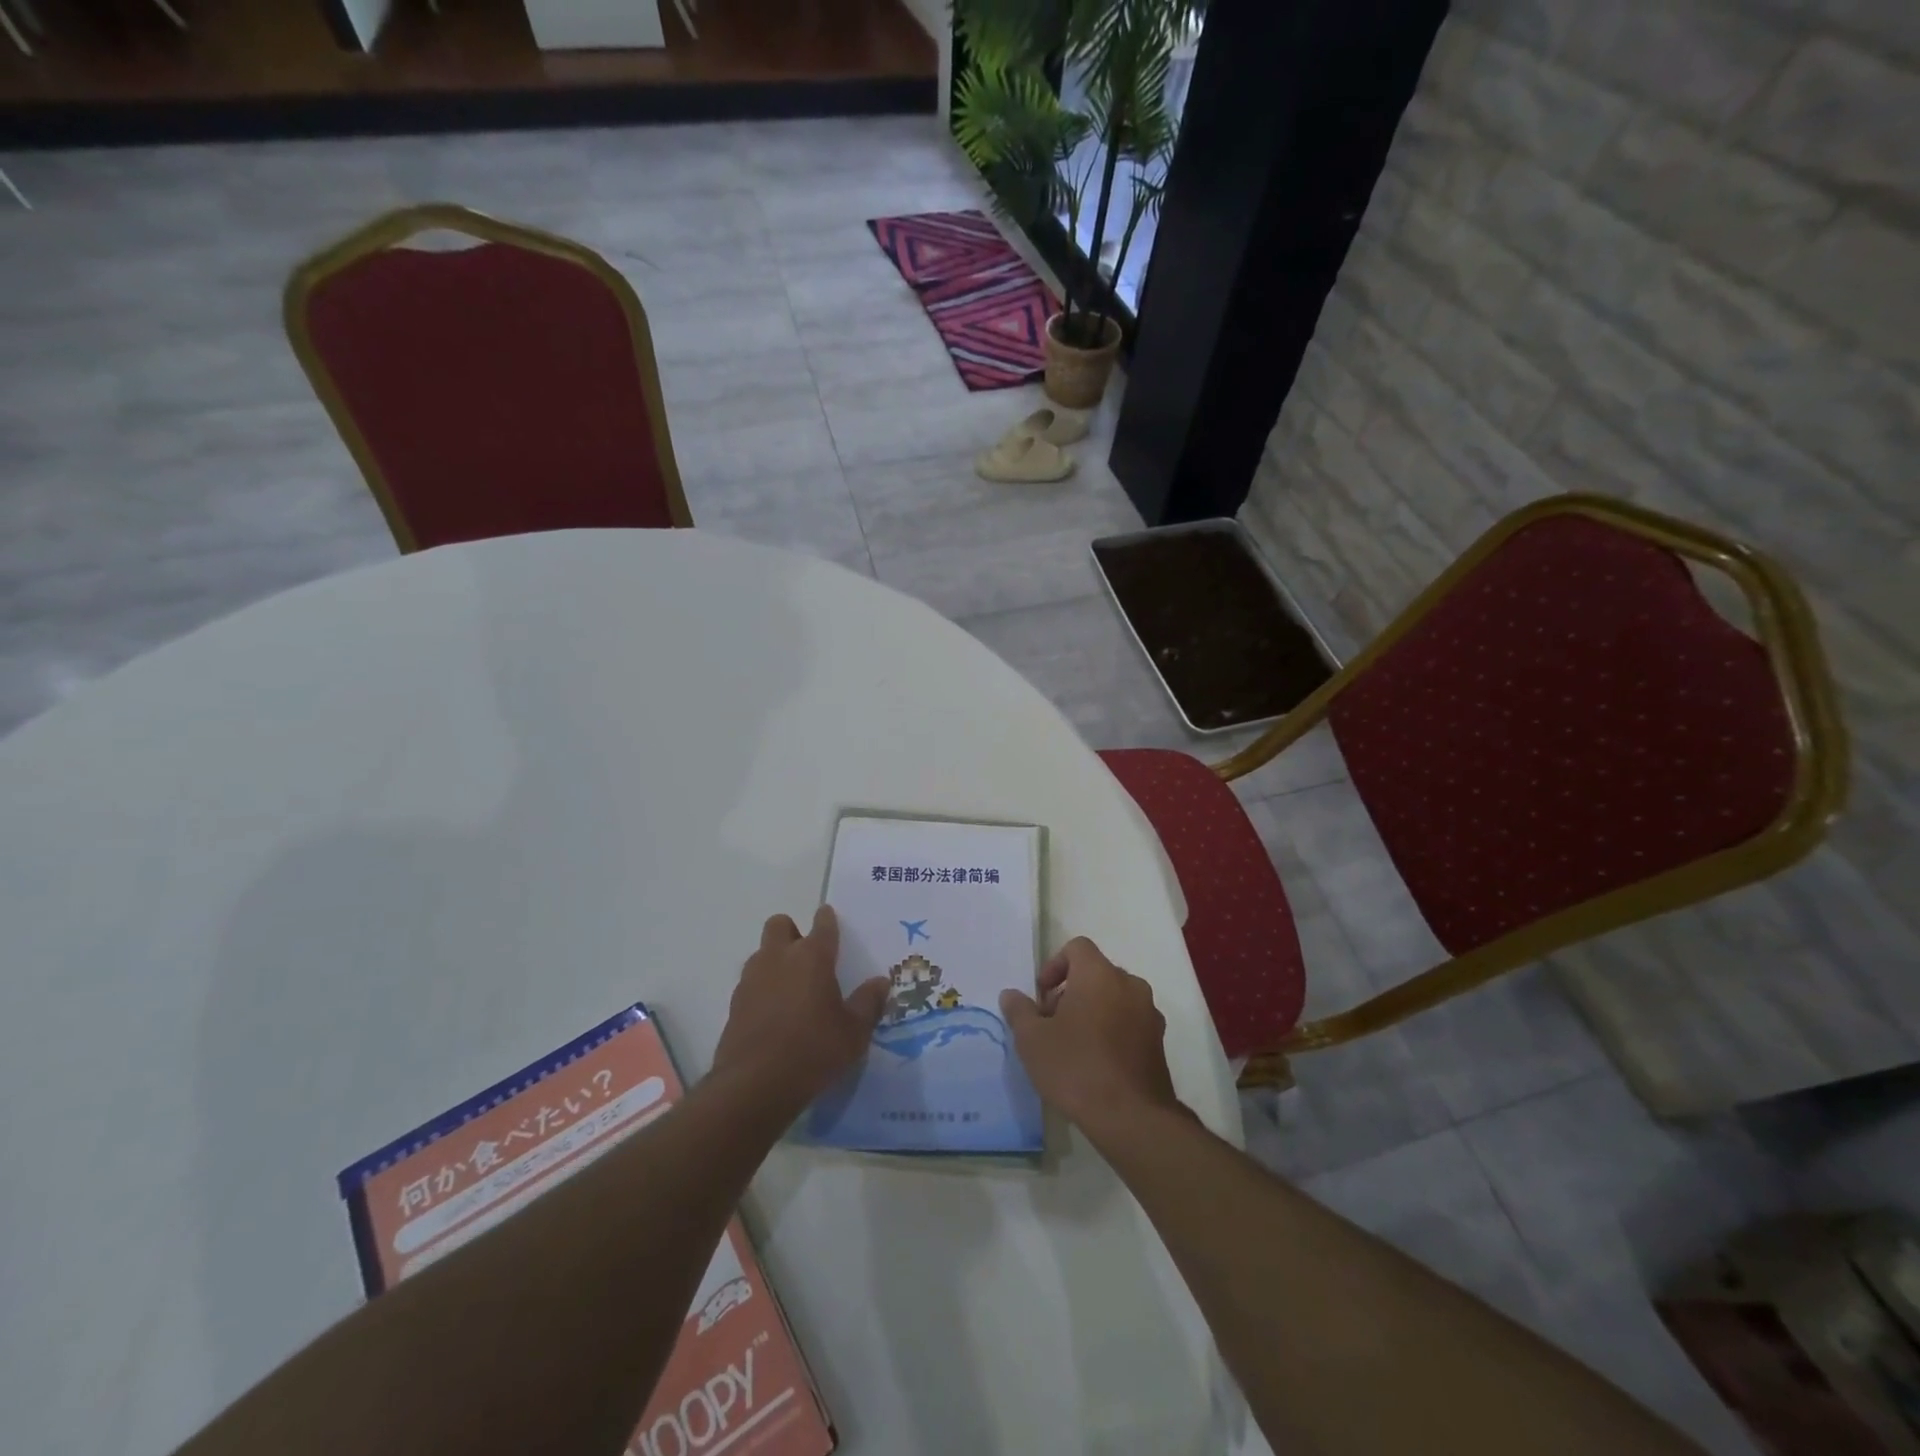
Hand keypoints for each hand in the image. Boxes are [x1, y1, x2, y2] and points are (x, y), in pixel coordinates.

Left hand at [710, 906, 890, 1113]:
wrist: (754, 1085)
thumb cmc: (813, 1051)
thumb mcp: (854, 1032)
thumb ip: (868, 1003)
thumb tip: (881, 982)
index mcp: (812, 957)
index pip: (822, 924)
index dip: (828, 919)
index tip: (830, 920)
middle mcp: (779, 957)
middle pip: (780, 924)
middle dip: (792, 932)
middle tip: (808, 958)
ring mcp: (752, 978)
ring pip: (762, 952)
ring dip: (775, 960)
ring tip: (793, 988)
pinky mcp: (735, 1003)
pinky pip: (751, 981)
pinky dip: (762, 988)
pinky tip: (774, 1013)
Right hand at [999, 937, 1181, 1136]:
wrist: (1132, 1118)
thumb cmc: (1076, 1068)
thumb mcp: (1032, 1040)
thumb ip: (1019, 1011)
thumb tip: (1011, 995)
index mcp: (1100, 974)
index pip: (1077, 947)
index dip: (1054, 966)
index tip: (1042, 997)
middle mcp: (1130, 984)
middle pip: (1095, 972)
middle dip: (1070, 991)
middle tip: (1052, 1023)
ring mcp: (1149, 1013)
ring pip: (1114, 997)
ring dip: (1092, 1010)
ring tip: (1073, 1045)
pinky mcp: (1159, 1041)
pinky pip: (1129, 1021)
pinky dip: (1112, 1029)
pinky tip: (1096, 1062)